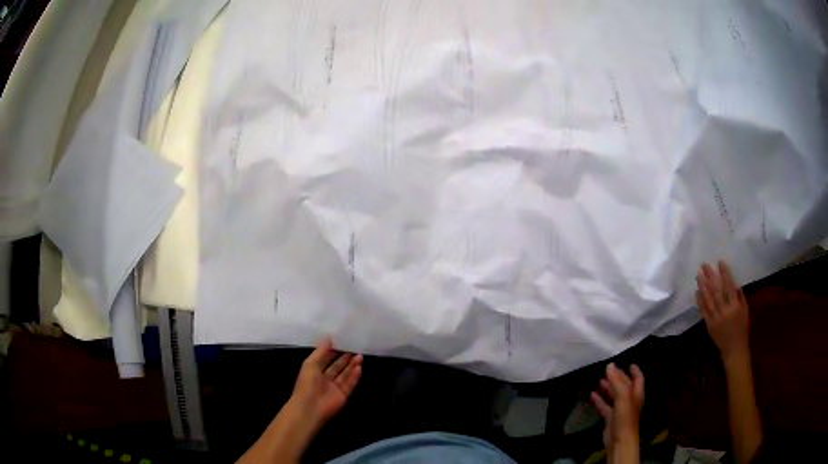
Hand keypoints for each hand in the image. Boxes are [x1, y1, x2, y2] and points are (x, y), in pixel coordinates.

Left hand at [290, 337, 362, 425]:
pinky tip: (360, 367)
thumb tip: (329, 337)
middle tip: (355, 347)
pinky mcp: (343, 395)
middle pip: (337, 366)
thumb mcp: (311, 364)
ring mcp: (335, 387)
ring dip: (352, 365)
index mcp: (315, 370)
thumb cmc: (307, 384)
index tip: (343, 341)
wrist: (310, 408)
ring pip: (345, 374)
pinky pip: (350, 384)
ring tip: (360, 355)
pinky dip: (355, 376)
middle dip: (345, 357)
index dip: (334, 350)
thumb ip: (321, 351)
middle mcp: (325, 378)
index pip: (326, 358)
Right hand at [591, 363, 643, 457]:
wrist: (619, 440)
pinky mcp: (610, 418)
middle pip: (625, 386)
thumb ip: (617, 381)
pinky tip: (593, 395)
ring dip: (608, 388)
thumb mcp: (623, 396)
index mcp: (636, 393)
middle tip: (609, 370)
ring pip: (614, 395)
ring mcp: (620, 410)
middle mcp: (629, 400)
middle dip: (618, 377)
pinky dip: (600, 400)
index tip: (629, 363)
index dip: (635, 370)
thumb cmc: (625, 417)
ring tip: (600, 380)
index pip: (638, 378)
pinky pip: (605, 406)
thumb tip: (610, 365)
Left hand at [696, 261, 749, 360]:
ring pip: (708, 300)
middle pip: (716, 291)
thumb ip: (739, 296)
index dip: (724, 274)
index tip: (720, 262)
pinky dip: (700, 301)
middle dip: (710, 277)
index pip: (729, 286)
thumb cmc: (742, 328)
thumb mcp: (745, 310)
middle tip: (704, 265)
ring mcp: (715, 319)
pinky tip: (697, 292)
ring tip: (698, 275)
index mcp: (735, 307)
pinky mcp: (709, 325)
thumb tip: (733, 282)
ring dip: (702, 286)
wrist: (734, 349)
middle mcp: (724, 312)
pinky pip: (703, 311)